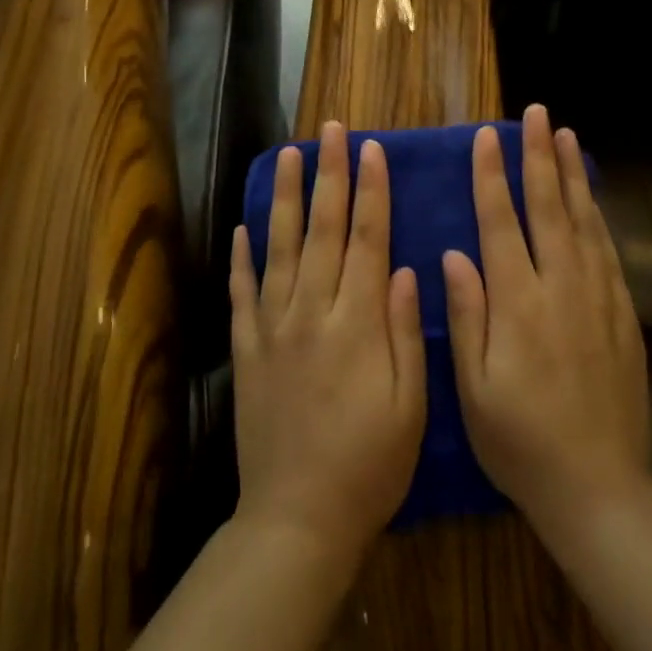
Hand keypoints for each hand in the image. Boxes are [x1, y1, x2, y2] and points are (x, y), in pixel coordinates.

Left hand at [229, 122, 426, 553]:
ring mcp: (273, 329)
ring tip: (285, 156)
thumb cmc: (370, 464)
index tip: (371, 150)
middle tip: (330, 131)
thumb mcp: (410, 405)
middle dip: (329, 176)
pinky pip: (242, 293)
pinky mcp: (246, 351)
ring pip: (278, 248)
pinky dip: (241, 257)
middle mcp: (312, 313)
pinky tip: (242, 226)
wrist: (298, 519)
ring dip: (283, 199)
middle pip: (323, 231)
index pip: (368, 240)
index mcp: (358, 323)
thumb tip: (408, 269)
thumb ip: (406, 332)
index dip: (371, 192)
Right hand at [445, 104, 650, 533]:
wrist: (598, 486)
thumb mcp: (473, 387)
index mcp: (517, 303)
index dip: (492, 176)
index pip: (501, 223)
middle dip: (539, 156)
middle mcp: (560, 288)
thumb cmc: (519, 440)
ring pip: (583, 221)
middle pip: (548, 207)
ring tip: (566, 136)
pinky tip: (591, 197)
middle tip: (536, 114)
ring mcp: (597, 298)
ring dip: (572, 175)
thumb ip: (466, 315)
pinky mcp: (622, 314)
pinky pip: (608, 251)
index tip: (488, 137)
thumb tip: (454, 255)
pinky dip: (597, 215)